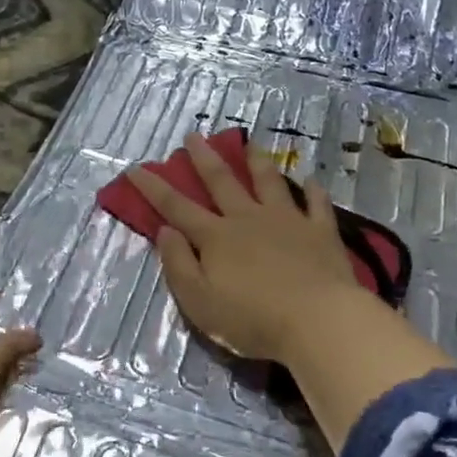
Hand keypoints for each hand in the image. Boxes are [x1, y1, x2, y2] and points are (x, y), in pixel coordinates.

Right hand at [128, 135, 368, 364]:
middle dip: (204, 158)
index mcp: (216, 238)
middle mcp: (248, 219)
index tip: (137, 167)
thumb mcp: (199, 302)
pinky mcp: (320, 232)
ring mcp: (287, 221)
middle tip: (194, 135)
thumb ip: (179, 265)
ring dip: (257, 162)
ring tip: (251, 143)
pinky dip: (313, 191)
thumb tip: (165, 231)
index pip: (176, 207)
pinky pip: (316, 205)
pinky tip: (311, 180)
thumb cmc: (252, 319)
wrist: (318, 322)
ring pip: (269, 183)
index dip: (154, 188)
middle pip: (222, 182)